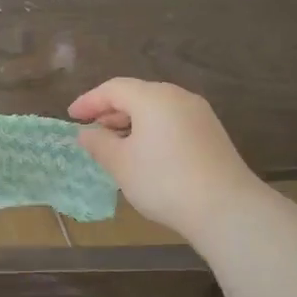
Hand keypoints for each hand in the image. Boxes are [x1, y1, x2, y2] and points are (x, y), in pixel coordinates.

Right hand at [69, 78, 258, 238]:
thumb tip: (87, 132)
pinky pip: (172, 121)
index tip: (71, 116)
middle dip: (110, 110)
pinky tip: (144, 153)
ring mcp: (199, 114)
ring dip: (131, 122)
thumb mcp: (121, 163)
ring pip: (156, 109)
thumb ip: (99, 143)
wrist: (225, 208)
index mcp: (153, 97)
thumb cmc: (163, 180)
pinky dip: (152, 130)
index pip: (113, 89)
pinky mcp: (211, 133)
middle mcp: (178, 97)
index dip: (89, 101)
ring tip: (114, 144)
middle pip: (137, 94)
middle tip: (91, 130)